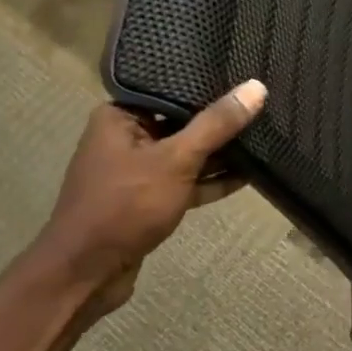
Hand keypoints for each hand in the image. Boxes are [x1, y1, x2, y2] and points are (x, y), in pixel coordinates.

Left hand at [28, 80, 266, 309]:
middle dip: (221, 120)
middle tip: (264, 105)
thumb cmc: (125, 206)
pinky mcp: (149, 200)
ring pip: (187, 154)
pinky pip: (186, 181)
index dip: (210, 84)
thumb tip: (256, 87)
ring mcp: (138, 171)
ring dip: (221, 152)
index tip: (247, 75)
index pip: (172, 89)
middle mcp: (126, 137)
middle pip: (182, 121)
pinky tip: (249, 174)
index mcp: (120, 116)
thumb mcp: (176, 160)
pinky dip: (211, 180)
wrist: (86, 275)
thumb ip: (216, 125)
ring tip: (265, 136)